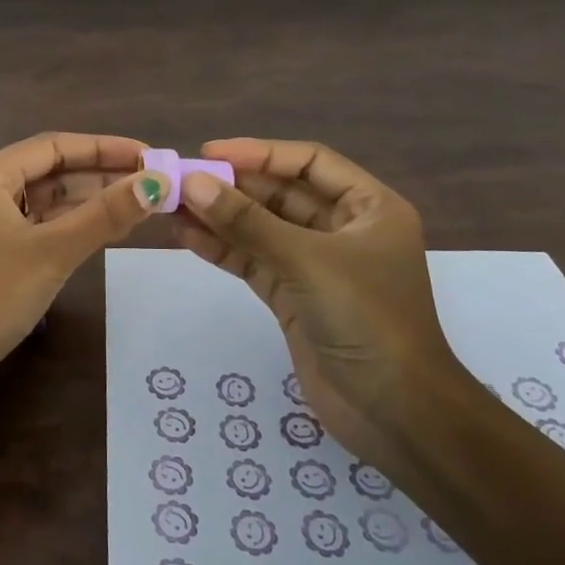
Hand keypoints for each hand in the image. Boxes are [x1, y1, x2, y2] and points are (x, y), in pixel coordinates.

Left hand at [0, 132, 169, 422]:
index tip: (149, 154)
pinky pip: (38, 229)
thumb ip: (104, 215)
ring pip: (45, 203)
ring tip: (137, 205)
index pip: (55, 147)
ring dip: (87, 202)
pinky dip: (69, 228)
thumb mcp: (52, 251)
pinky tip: (101, 233)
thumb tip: (156, 182)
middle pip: (50, 172)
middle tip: (152, 182)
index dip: (104, 147)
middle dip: (100, 175)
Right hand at [171, 138, 480, 488]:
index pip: (308, 163)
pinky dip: (222, 249)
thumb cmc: (367, 319)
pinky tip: (186, 235)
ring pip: (261, 228)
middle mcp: (343, 229)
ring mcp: (315, 265)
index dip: (259, 153)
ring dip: (219, 217)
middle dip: (232, 187)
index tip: (209, 153)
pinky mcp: (293, 296)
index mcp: (368, 208)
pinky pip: (252, 260)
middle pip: (280, 194)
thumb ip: (248, 222)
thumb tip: (194, 183)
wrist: (393, 411)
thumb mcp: (308, 262)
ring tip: (171, 204)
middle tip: (179, 179)